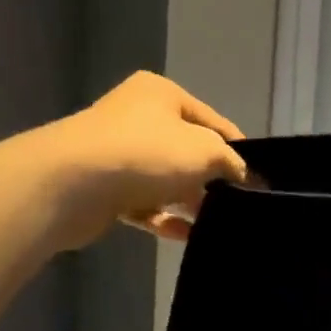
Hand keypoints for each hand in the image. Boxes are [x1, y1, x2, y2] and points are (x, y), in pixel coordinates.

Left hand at [49, 72, 248, 248]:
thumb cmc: (146, 154)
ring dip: (190, 201)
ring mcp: (119, 153)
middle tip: (238, 205)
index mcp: (162, 95)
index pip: (214, 122)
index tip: (258, 180)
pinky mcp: (106, 188)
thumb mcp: (205, 151)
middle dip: (212, 179)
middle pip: (188, 151)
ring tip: (216, 224)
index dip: (238, 150)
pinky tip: (186, 235)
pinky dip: (165, 218)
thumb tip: (243, 176)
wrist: (72, 183)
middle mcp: (138, 118)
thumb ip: (231, 162)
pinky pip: (145, 204)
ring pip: (166, 180)